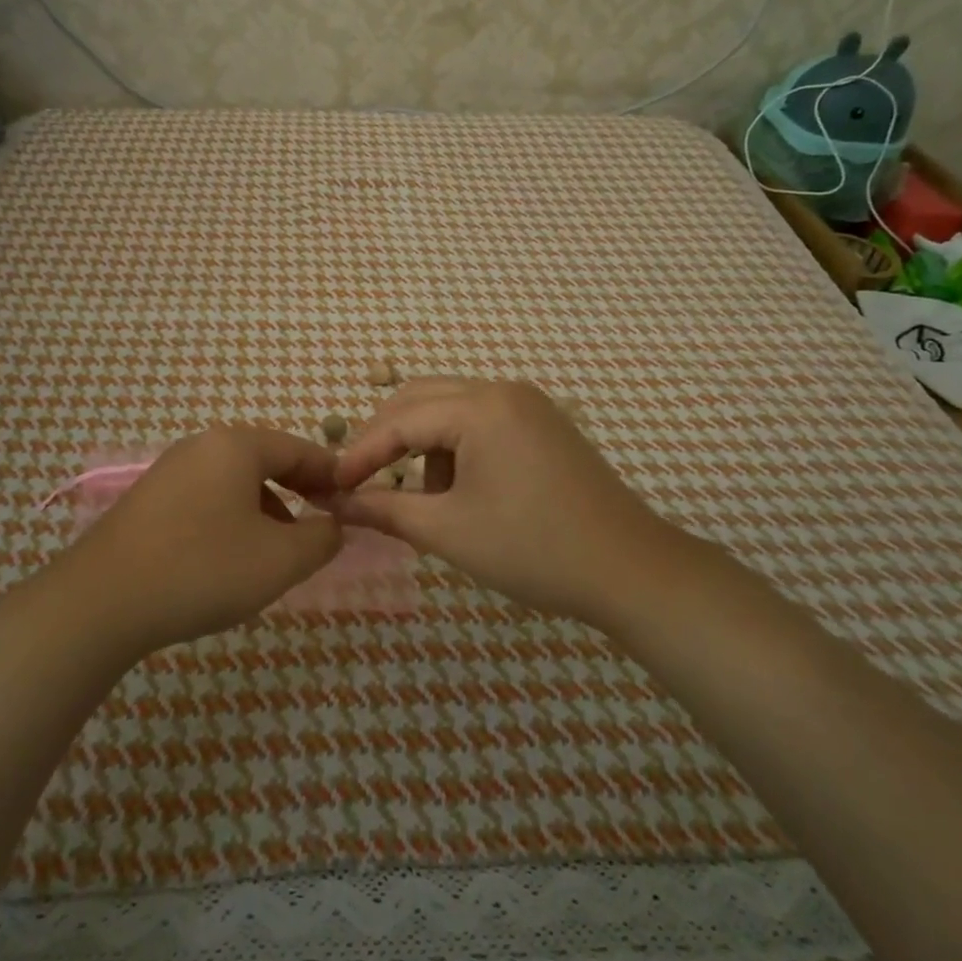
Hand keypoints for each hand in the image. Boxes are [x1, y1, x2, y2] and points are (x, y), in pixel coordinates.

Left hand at [58, 426, 343, 655]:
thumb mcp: (280, 560)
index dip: (333, 474)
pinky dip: (232, 519)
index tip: (354, 502)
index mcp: (236, 445)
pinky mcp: (148, 500)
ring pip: (235, 482)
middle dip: (300, 492)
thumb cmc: (203, 570)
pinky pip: (207, 498)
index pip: (300, 448)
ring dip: (266, 509)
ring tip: (278, 550)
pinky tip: (231, 558)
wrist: (100, 602)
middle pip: (266, 461)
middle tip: (322, 525)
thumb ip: (322, 538)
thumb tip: (334, 524)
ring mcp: (169, 471)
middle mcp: (201, 446)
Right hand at [332, 378, 675, 625]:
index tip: (330, 486)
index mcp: (480, 406)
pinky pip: (482, 421)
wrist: (631, 570)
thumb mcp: (448, 531)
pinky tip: (464, 491)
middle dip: (387, 439)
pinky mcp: (544, 424)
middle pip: (422, 398)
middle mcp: (503, 390)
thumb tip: (333, 503)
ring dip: (424, 445)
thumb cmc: (533, 548)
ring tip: (426, 499)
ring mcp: (529, 404)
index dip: (360, 454)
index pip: (400, 420)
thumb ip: (384, 510)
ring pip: (451, 408)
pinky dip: (457, 448)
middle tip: (361, 481)